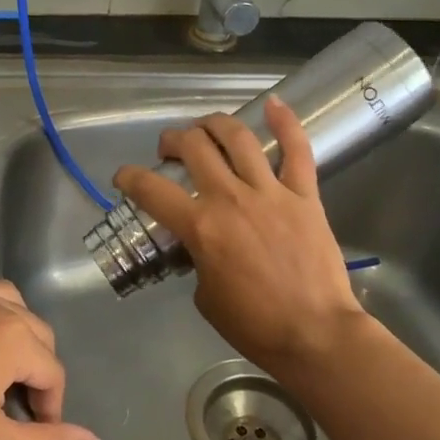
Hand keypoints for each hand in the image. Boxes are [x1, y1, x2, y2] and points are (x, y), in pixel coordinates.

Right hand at [113, 96, 369, 375]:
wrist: (315, 335)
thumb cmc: (255, 326)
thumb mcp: (206, 297)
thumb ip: (198, 261)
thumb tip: (203, 247)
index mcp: (201, 227)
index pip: (151, 190)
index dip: (129, 178)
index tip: (123, 177)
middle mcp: (230, 198)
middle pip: (193, 148)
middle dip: (172, 140)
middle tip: (169, 148)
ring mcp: (270, 192)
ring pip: (237, 138)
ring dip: (214, 124)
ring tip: (205, 126)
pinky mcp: (304, 194)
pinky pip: (297, 149)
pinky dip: (286, 122)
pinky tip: (273, 104)